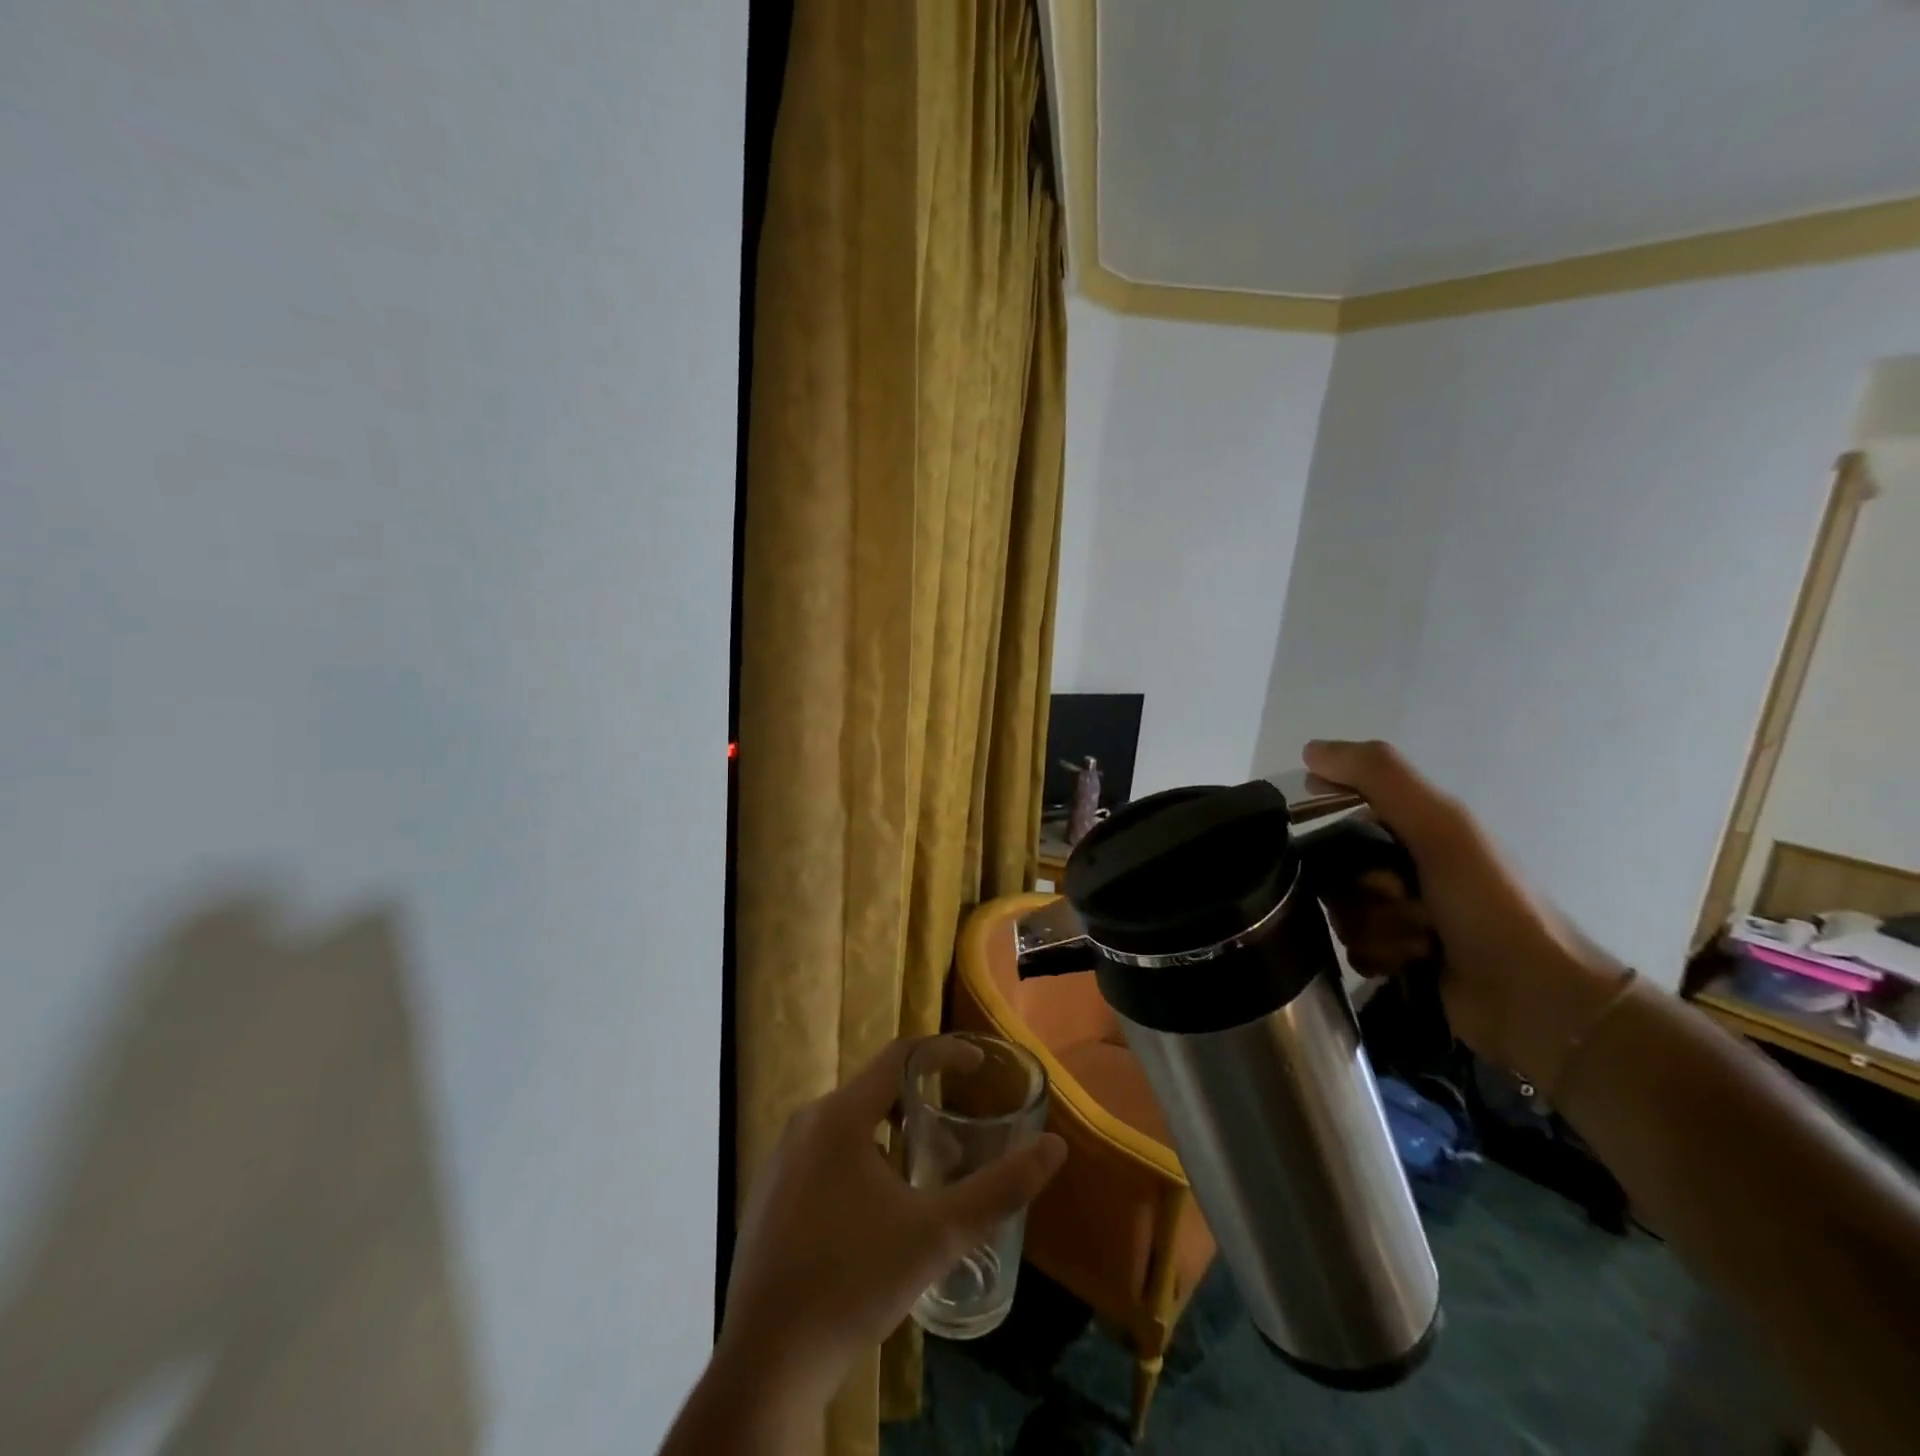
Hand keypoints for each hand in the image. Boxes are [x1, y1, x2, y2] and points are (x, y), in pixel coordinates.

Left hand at [715, 1038, 1066, 1412]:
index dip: (943, 1053)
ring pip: (849, 1126)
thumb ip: (1000, 1189)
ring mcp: (780, 1160)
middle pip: (874, 1091)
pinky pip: (824, 1155)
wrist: (766, 1364)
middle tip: (959, 1136)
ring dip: (891, 1135)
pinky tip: (877, 1212)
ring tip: (925, 1175)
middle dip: (921, 1104)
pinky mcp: (769, 1194)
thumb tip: (1055, 1148)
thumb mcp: (938, 1235)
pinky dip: (860, 1160)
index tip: (978, 1067)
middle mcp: (805, 1123)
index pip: (900, 1056)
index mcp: (839, 1116)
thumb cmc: (855, 1282)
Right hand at [1303, 739, 1620, 1081]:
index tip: (1331, 841)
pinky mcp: (1399, 957)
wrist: (1538, 1000)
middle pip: (1335, 868)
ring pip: (1342, 911)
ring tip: (1417, 941)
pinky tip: (1409, 964)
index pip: (1342, 809)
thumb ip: (1379, 777)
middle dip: (1359, 888)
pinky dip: (1378, 956)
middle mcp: (1405, 866)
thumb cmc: (1489, 903)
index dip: (1329, 821)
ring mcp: (1402, 914)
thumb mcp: (1439, 826)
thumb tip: (1310, 750)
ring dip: (1374, 927)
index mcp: (1417, 828)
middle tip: (1398, 896)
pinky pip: (1354, 949)